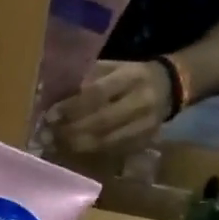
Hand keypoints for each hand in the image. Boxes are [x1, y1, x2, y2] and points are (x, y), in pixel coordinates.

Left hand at [46, 60, 173, 155]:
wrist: (170, 87)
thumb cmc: (132, 75)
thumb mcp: (113, 67)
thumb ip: (88, 79)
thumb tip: (55, 98)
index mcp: (131, 77)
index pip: (97, 94)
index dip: (72, 107)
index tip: (50, 115)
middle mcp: (140, 103)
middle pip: (101, 122)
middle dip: (71, 131)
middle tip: (48, 135)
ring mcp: (144, 126)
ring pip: (105, 142)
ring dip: (77, 145)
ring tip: (55, 145)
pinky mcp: (142, 143)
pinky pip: (111, 151)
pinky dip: (90, 152)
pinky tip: (73, 151)